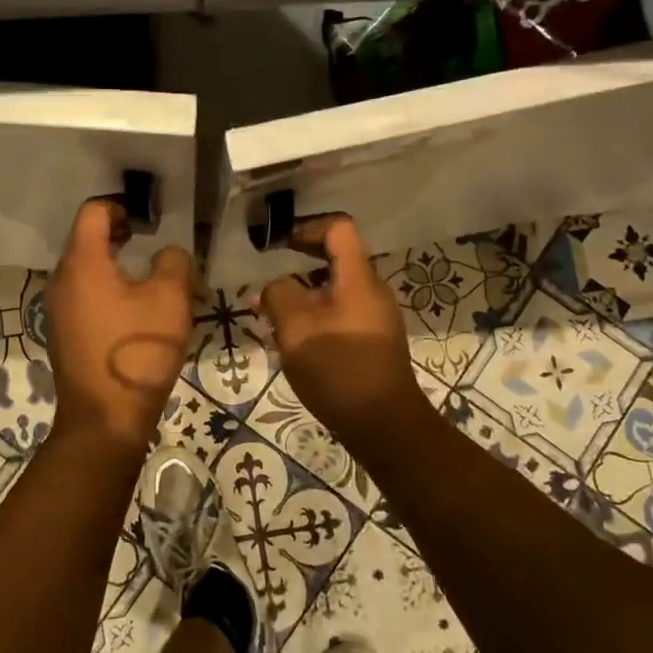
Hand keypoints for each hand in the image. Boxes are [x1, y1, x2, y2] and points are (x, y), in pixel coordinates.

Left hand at [45, 198, 194, 456]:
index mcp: (83, 263)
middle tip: (148, 241)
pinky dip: (103, 289)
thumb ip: (173, 262)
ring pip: (82, 270)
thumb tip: (167, 254)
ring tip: (144, 277)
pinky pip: (81, 296)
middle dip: (116, 234)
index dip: (119, 206)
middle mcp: (61, 280)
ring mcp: (56, 309)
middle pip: (84, 240)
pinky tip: (130, 312)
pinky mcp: (61, 334)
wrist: (105, 418)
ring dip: (111, 264)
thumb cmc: (137, 351)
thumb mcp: (170, 300)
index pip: (92, 212)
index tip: (146, 221)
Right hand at [257, 216, 433, 450]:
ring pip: (335, 292)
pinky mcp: (374, 343)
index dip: (308, 228)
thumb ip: (279, 294)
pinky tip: (294, 343)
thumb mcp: (295, 327)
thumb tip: (274, 287)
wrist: (384, 424)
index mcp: (358, 278)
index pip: (339, 228)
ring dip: (304, 297)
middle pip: (336, 260)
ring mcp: (376, 318)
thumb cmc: (338, 368)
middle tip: (269, 282)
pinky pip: (341, 315)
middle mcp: (372, 291)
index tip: (280, 245)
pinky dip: (316, 318)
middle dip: (299, 266)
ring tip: (272, 319)